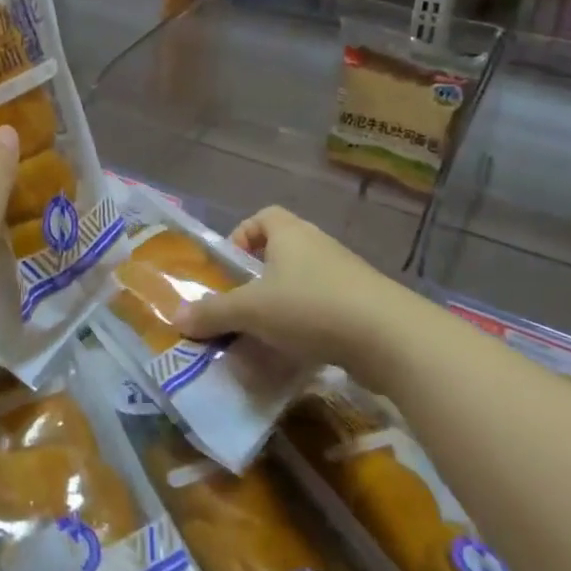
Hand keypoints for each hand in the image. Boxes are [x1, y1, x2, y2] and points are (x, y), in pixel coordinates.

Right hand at [175, 206, 408, 377]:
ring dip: (284, 305)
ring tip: (266, 336)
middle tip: (242, 307)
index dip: (243, 236)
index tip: (232, 268)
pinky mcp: (364, 306)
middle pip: (282, 251)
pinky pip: (326, 309)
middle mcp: (318, 245)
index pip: (263, 217)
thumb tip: (179, 317)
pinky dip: (309, 326)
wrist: (391, 339)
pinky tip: (298, 354)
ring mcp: (346, 276)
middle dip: (259, 278)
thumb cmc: (311, 307)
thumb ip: (214, 313)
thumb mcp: (252, 311)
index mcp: (290, 233)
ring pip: (304, 283)